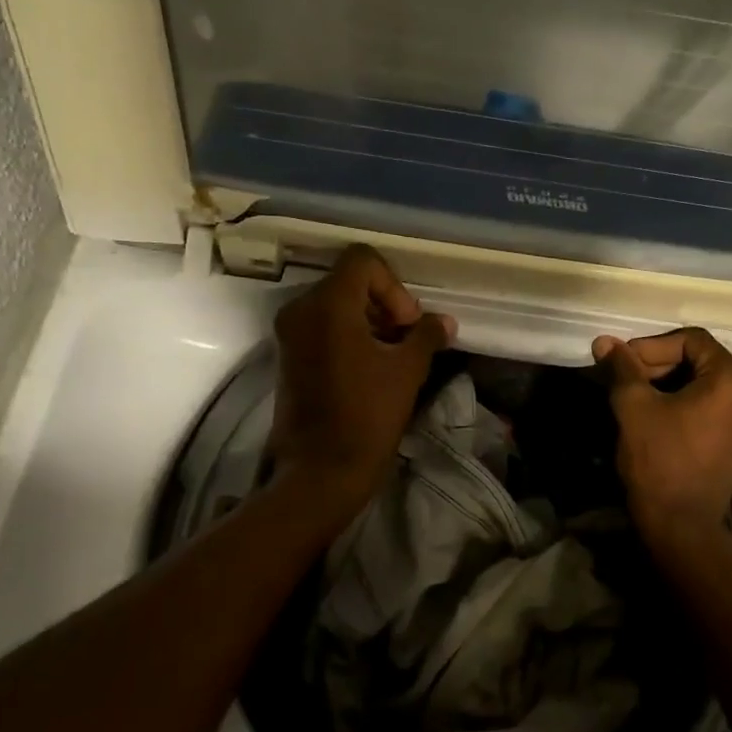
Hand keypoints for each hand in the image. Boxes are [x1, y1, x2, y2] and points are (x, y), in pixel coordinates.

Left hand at [269, 245, 454, 513]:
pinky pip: (322, 325)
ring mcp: (290, 332)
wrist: (321, 470)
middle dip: (385, 303)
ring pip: (336, 303)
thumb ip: (427, 336)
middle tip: (406, 339)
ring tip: (393, 355)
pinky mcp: (288, 355)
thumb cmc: (368, 416)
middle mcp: (301, 309)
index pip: (363, 261)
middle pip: (349, 280)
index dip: (394, 286)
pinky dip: (349, 334)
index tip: (406, 324)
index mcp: (328, 305)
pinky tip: (371, 366)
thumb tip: (444, 321)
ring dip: (369, 319)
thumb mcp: (408, 371)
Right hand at [592, 328, 731, 551]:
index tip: (621, 362)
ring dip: (665, 383)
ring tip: (631, 396)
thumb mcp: (634, 407)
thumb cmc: (659, 460)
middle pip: (699, 360)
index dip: (651, 345)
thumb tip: (603, 341)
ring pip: (702, 384)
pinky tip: (651, 415)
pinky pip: (708, 406)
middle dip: (656, 364)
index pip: (690, 339)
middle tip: (622, 379)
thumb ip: (621, 368)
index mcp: (731, 379)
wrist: (681, 525)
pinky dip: (680, 403)